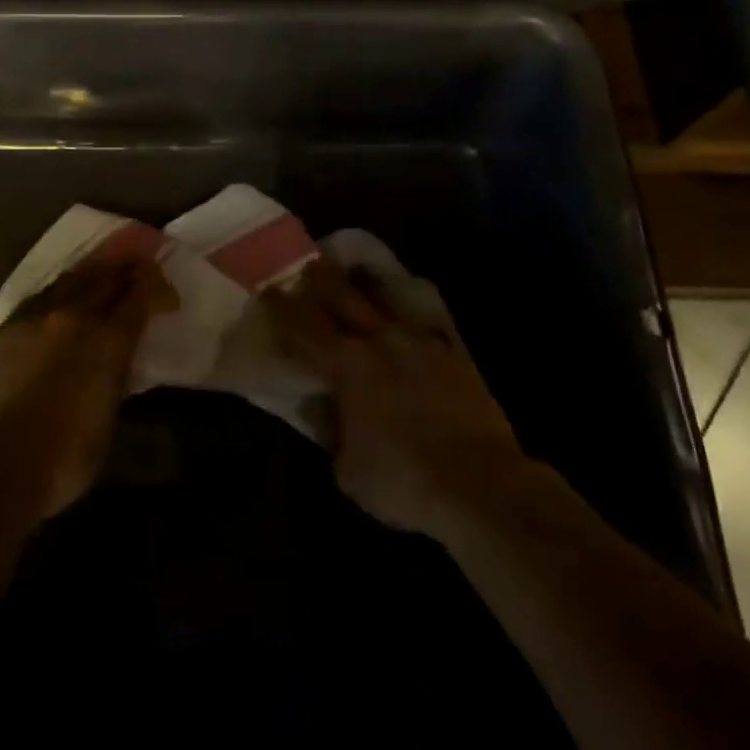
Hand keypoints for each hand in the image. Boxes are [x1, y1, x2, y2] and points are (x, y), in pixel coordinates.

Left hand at [0, 258, 172, 518]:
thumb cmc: (61, 460)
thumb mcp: (107, 420)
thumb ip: (115, 378)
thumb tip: (116, 361)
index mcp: (108, 339)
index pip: (141, 295)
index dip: (158, 289)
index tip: (168, 296)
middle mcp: (73, 316)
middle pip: (107, 277)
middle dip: (127, 271)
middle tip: (140, 271)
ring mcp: (33, 318)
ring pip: (70, 281)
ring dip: (91, 277)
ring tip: (101, 276)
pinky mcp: (1, 330)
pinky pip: (38, 300)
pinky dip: (58, 296)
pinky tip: (57, 305)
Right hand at [270, 259, 527, 541]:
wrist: (480, 483)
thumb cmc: (404, 481)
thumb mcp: (348, 470)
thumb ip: (332, 430)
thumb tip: (325, 406)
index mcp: (348, 366)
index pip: (305, 328)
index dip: (284, 308)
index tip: (270, 289)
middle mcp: (381, 340)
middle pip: (344, 297)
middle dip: (322, 280)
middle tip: (308, 265)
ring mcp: (421, 341)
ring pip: (387, 298)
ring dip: (366, 284)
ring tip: (356, 271)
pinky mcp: (453, 351)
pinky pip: (426, 319)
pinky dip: (410, 310)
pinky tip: (409, 308)